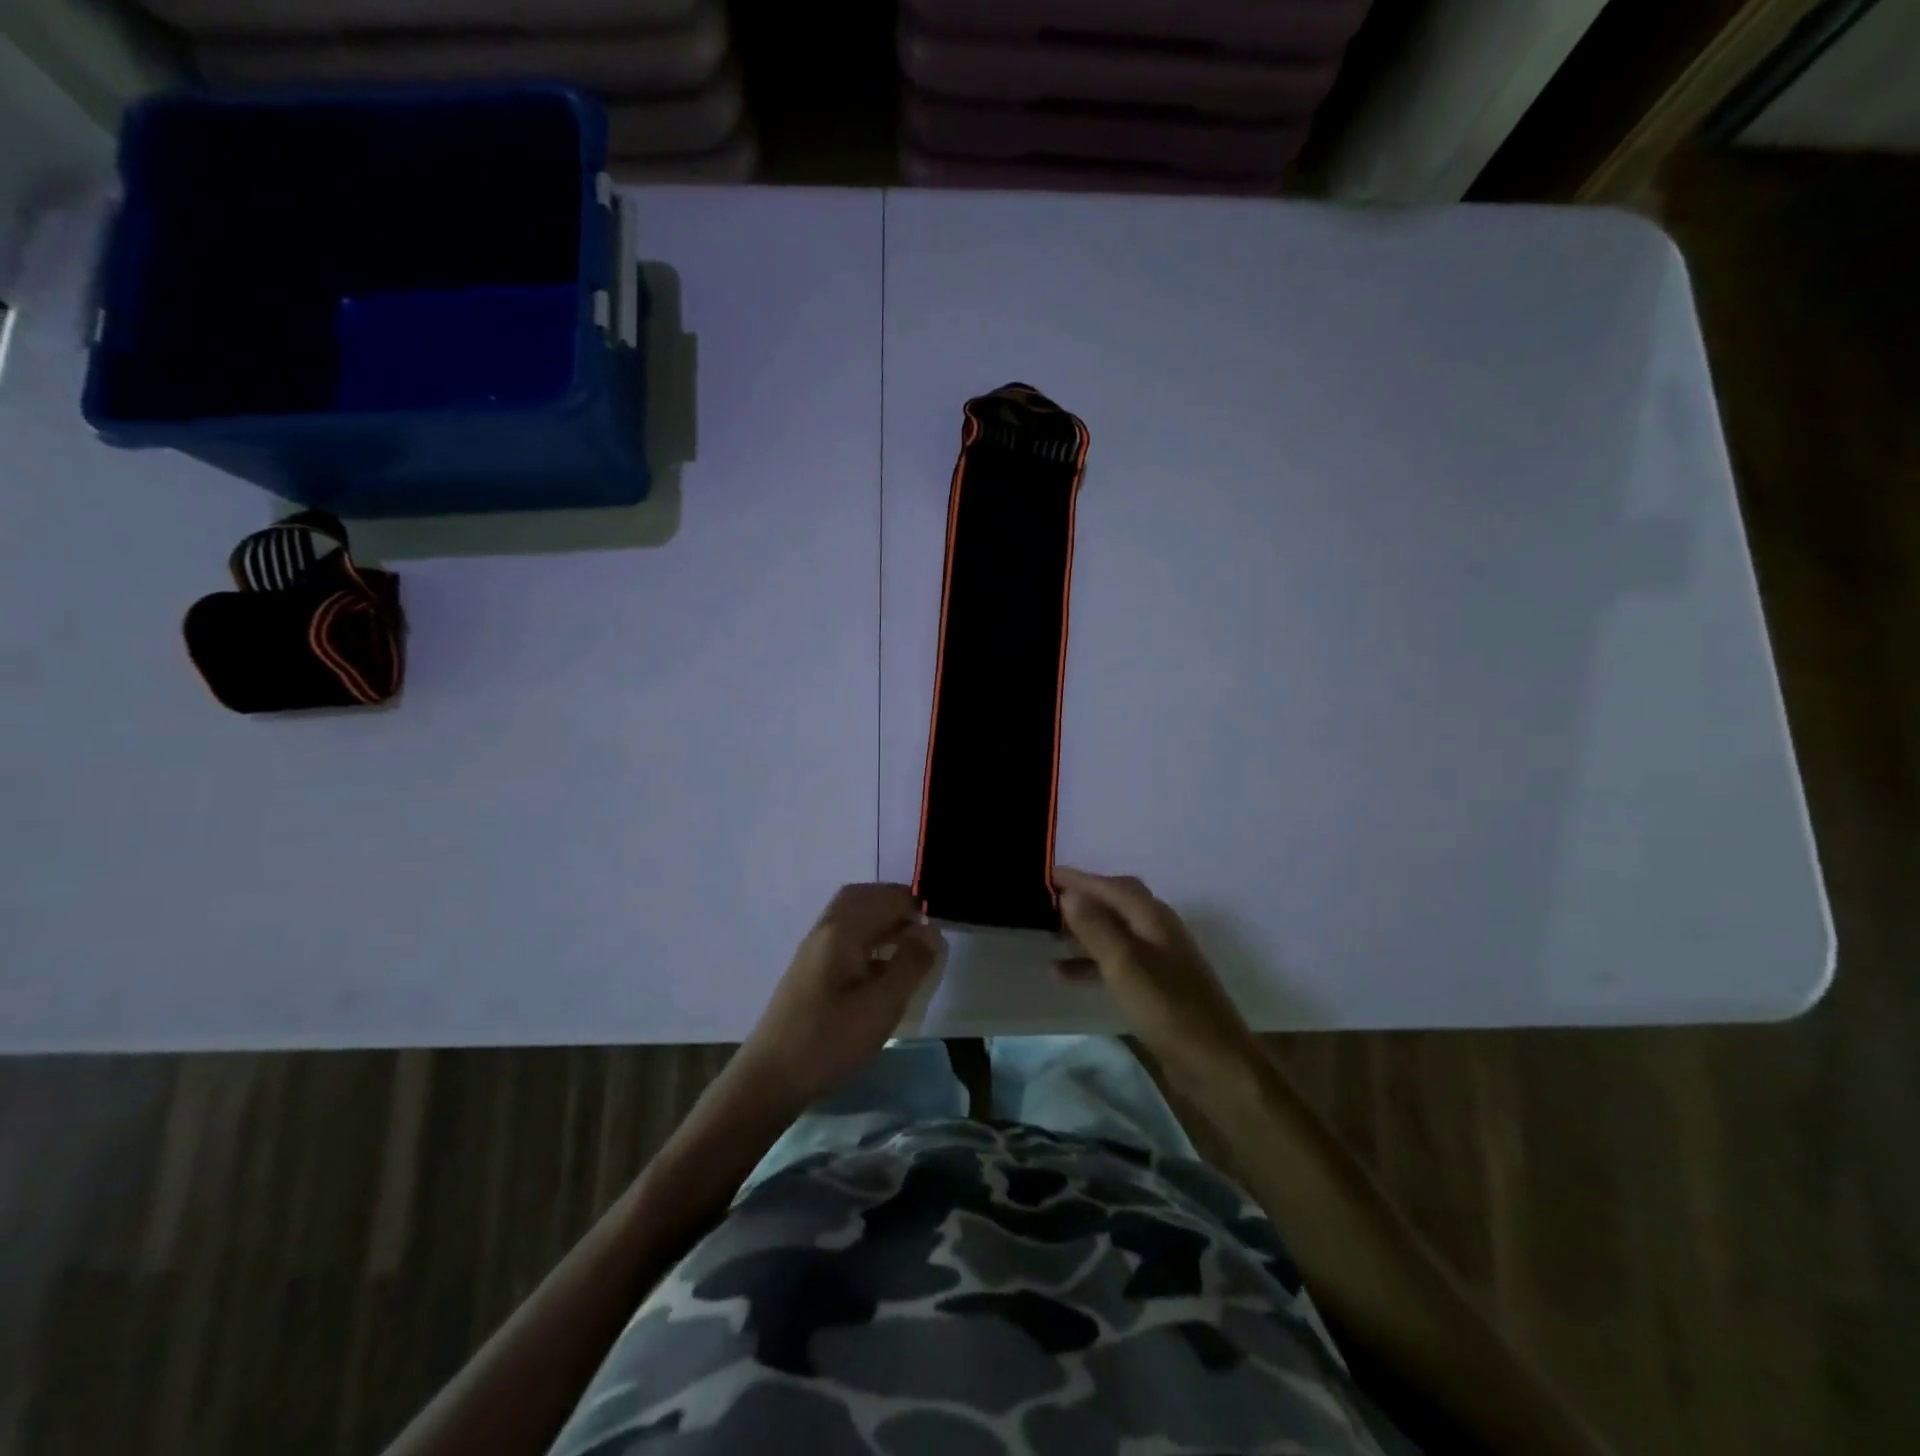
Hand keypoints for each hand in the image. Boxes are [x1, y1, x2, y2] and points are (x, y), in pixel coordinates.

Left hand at [732, 884, 943, 1113]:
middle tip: (922, 928)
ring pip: (851, 917)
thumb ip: (911, 964)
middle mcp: (824, 930)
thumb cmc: (830, 1040)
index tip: (938, 928)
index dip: (914, 906)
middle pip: (862, 898)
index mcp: (841, 930)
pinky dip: (868, 939)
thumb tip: (932, 932)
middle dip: (895, 904)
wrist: (770, 1078)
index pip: (884, 897)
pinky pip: (844, 938)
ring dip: (881, 921)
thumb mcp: (882, 1005)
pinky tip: (882, 968)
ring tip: (908, 947)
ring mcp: (813, 950)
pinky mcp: (810, 971)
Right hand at [1053, 867, 1256, 1081]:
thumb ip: (1096, 927)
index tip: (1046, 873)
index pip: (1111, 885)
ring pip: (1114, 931)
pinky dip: (1090, 961)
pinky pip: (1115, 960)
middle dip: (1083, 897)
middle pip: (1116, 902)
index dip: (1079, 878)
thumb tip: (1069, 893)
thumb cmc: (1167, 1008)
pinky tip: (1064, 974)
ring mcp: (1159, 957)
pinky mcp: (1156, 985)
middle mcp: (1158, 929)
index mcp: (1153, 917)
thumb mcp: (1124, 964)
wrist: (1215, 1063)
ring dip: (1083, 929)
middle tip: (1046, 899)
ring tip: (1049, 934)